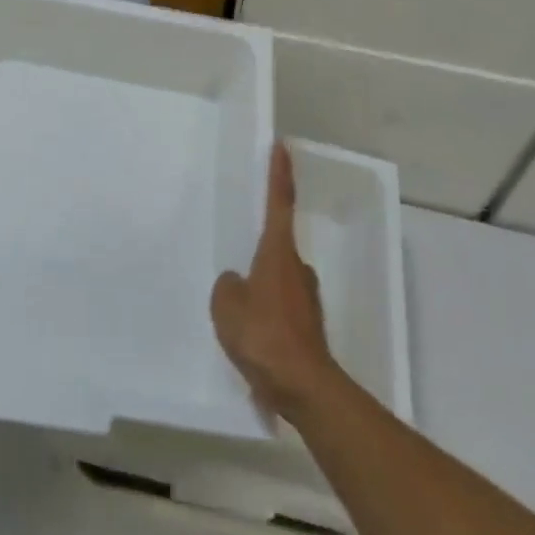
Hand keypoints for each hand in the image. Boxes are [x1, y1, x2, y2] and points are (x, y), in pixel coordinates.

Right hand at [210, 142, 337, 420]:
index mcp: (277, 254)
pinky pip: (278, 307)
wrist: (304, 386)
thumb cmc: (263, 336)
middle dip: (257, 249)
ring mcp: (305, 298)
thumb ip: (227, 288)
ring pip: (276, 279)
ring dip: (259, 286)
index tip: (282, 148)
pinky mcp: (306, 325)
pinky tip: (249, 335)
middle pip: (276, 246)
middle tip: (235, 258)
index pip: (279, 204)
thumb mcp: (227, 308)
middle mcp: (297, 269)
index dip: (279, 175)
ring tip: (235, 308)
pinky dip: (264, 313)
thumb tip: (236, 283)